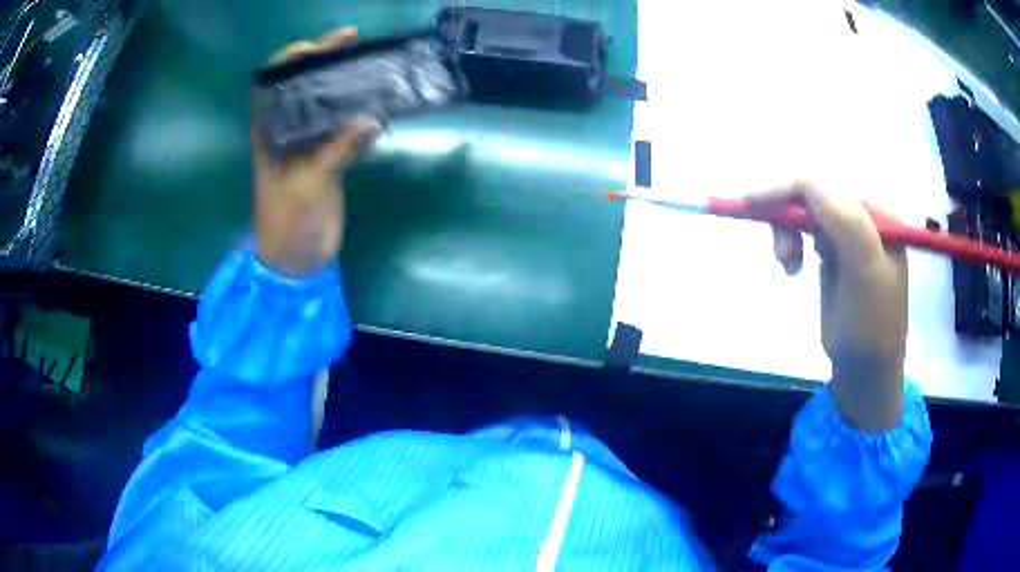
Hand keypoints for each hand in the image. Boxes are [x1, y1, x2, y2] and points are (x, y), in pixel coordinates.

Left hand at [253, 28, 380, 277]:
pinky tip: (378, 104)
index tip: (319, 45)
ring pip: (324, 106)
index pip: (274, 86)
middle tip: (353, 41)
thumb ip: (337, 151)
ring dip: (344, 85)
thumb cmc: (288, 223)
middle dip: (323, 62)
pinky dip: (359, 116)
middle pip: (302, 89)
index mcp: (268, 134)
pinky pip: (344, 130)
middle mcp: (286, 133)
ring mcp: (308, 145)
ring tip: (370, 63)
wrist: (296, 262)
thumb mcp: (309, 184)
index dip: (292, 61)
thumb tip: (372, 119)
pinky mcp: (328, 160)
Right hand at [749, 182, 907, 431]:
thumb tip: (805, 181)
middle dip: (787, 212)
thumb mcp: (865, 274)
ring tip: (787, 264)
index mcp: (878, 213)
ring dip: (786, 229)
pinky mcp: (834, 248)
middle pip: (813, 190)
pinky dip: (789, 239)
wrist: (865, 369)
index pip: (828, 183)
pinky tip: (792, 265)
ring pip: (804, 206)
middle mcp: (864, 214)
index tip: (750, 203)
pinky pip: (804, 226)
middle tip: (778, 251)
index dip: (788, 187)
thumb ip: (846, 222)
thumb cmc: (869, 327)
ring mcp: (848, 231)